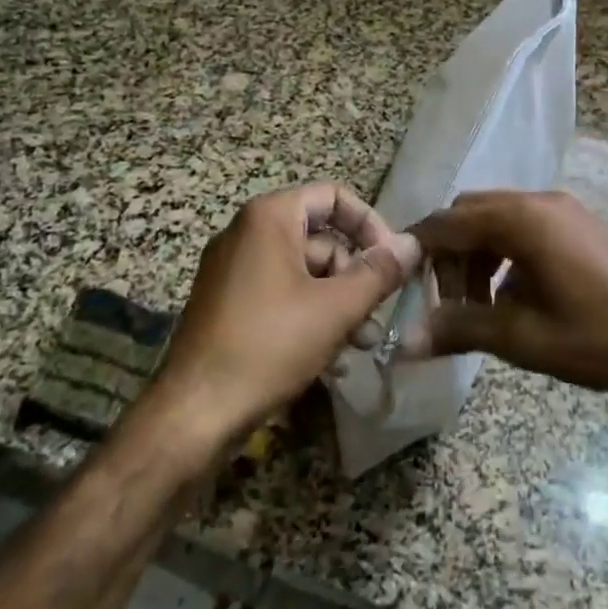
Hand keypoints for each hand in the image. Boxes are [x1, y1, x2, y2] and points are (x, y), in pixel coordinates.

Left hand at [156, 183, 420, 446]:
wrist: (195, 412)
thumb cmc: (269, 345)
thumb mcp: (336, 308)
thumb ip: (379, 272)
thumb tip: (412, 243)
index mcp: (268, 218)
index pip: (333, 197)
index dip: (370, 224)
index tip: (392, 260)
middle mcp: (246, 233)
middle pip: (320, 237)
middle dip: (355, 274)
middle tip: (378, 312)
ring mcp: (233, 269)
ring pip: (303, 271)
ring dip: (338, 302)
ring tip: (361, 342)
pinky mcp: (227, 303)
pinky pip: (280, 294)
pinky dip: (309, 314)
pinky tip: (331, 356)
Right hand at [406, 190, 607, 420]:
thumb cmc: (594, 338)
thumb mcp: (520, 337)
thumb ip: (458, 328)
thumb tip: (404, 342)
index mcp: (521, 219)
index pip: (448, 222)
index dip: (419, 250)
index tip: (403, 283)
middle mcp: (539, 201)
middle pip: (470, 213)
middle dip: (450, 254)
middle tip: (448, 303)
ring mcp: (563, 210)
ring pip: (497, 219)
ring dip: (477, 255)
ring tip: (479, 306)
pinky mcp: (578, 224)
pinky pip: (524, 226)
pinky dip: (504, 253)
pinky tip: (512, 296)